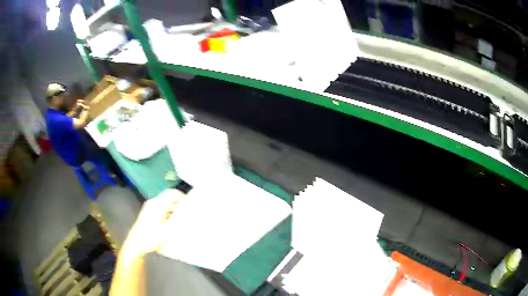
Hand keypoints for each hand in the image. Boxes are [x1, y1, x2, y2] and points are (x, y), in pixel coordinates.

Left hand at [122, 190, 185, 256]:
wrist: (136, 243)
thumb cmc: (152, 238)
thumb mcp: (168, 231)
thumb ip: (179, 221)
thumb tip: (188, 214)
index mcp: (158, 204)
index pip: (172, 193)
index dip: (182, 196)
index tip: (190, 204)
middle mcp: (153, 202)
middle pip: (168, 197)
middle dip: (178, 203)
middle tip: (187, 212)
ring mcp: (149, 207)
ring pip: (164, 203)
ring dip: (173, 209)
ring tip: (181, 218)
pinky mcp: (148, 213)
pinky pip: (160, 208)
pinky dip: (168, 212)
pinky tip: (171, 222)